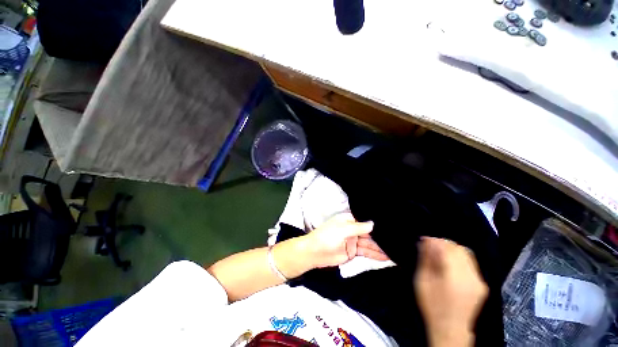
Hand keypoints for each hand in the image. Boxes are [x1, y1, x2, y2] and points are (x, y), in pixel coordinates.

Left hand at [302, 213, 389, 268]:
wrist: (314, 253)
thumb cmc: (327, 236)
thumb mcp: (343, 229)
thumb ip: (358, 227)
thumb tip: (373, 224)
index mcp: (349, 220)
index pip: (365, 221)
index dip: (377, 224)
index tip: (391, 226)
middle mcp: (352, 229)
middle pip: (369, 233)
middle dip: (381, 238)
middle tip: (398, 241)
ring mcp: (353, 241)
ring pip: (369, 244)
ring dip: (381, 248)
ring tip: (396, 251)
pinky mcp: (352, 252)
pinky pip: (366, 253)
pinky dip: (375, 255)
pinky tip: (386, 257)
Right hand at [414, 237, 487, 346]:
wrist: (450, 329)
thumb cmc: (432, 305)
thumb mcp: (422, 281)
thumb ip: (426, 260)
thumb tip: (426, 242)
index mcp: (455, 277)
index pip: (447, 248)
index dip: (434, 240)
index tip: (424, 239)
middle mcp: (471, 277)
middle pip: (459, 249)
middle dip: (442, 242)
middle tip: (429, 244)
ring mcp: (479, 281)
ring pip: (466, 253)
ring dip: (451, 248)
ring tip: (437, 251)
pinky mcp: (481, 284)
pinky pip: (471, 262)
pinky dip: (458, 256)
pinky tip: (448, 260)